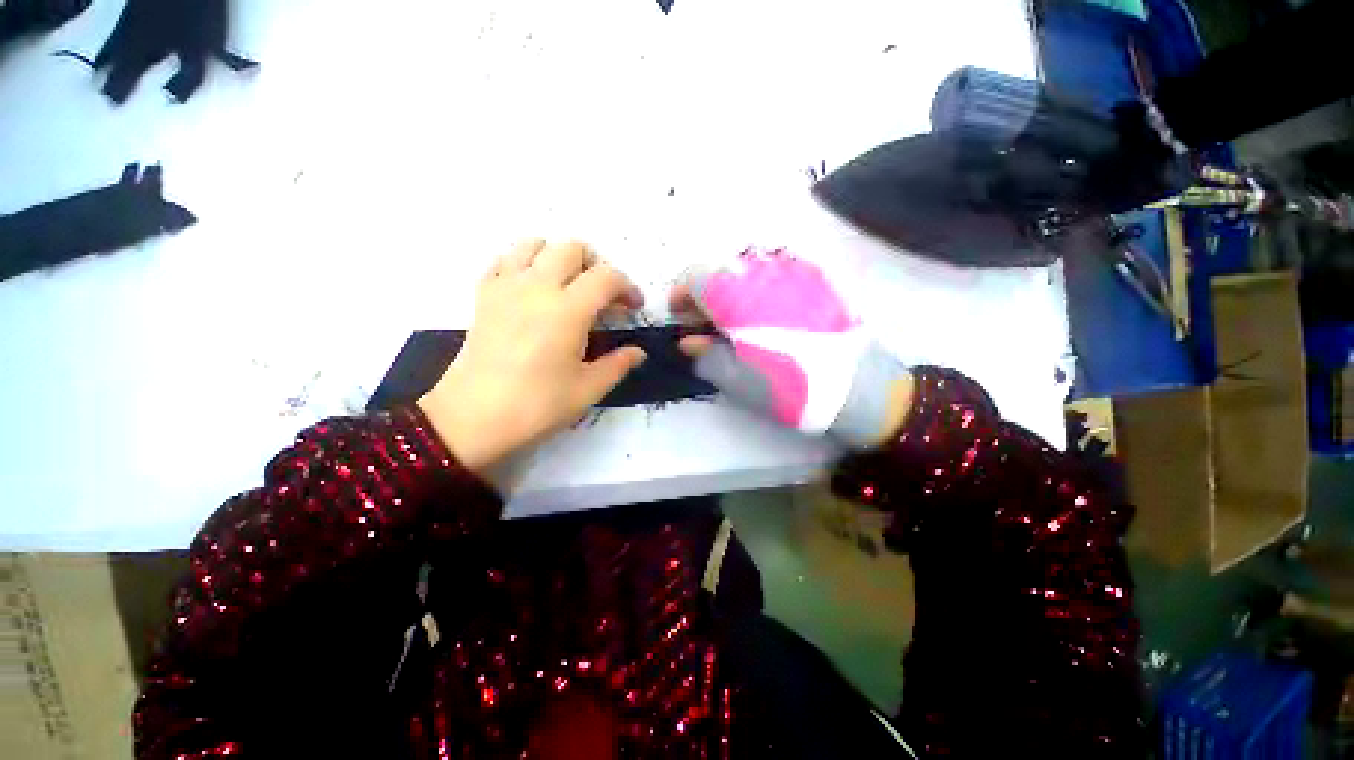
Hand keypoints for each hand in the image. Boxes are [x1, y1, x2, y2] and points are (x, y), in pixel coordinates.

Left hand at [418, 240, 647, 474]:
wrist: (471, 419)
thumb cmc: (536, 406)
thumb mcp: (588, 389)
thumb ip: (618, 364)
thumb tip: (639, 352)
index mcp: (568, 310)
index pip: (606, 277)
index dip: (627, 287)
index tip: (634, 307)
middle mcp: (537, 287)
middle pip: (572, 248)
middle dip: (596, 265)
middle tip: (603, 295)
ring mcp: (505, 287)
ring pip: (535, 244)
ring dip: (559, 258)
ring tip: (569, 286)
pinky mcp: (483, 295)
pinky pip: (504, 260)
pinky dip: (524, 263)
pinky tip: (533, 289)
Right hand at [671, 251, 913, 448]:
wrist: (861, 390)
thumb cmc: (792, 388)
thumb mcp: (738, 381)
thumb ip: (705, 356)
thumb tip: (688, 341)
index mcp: (740, 296)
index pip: (695, 277)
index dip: (681, 295)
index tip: (680, 318)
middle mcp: (764, 273)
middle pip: (719, 271)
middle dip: (704, 295)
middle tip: (705, 326)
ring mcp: (793, 272)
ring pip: (746, 271)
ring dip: (730, 292)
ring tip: (734, 324)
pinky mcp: (815, 280)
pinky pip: (773, 275)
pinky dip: (757, 291)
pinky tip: (765, 317)